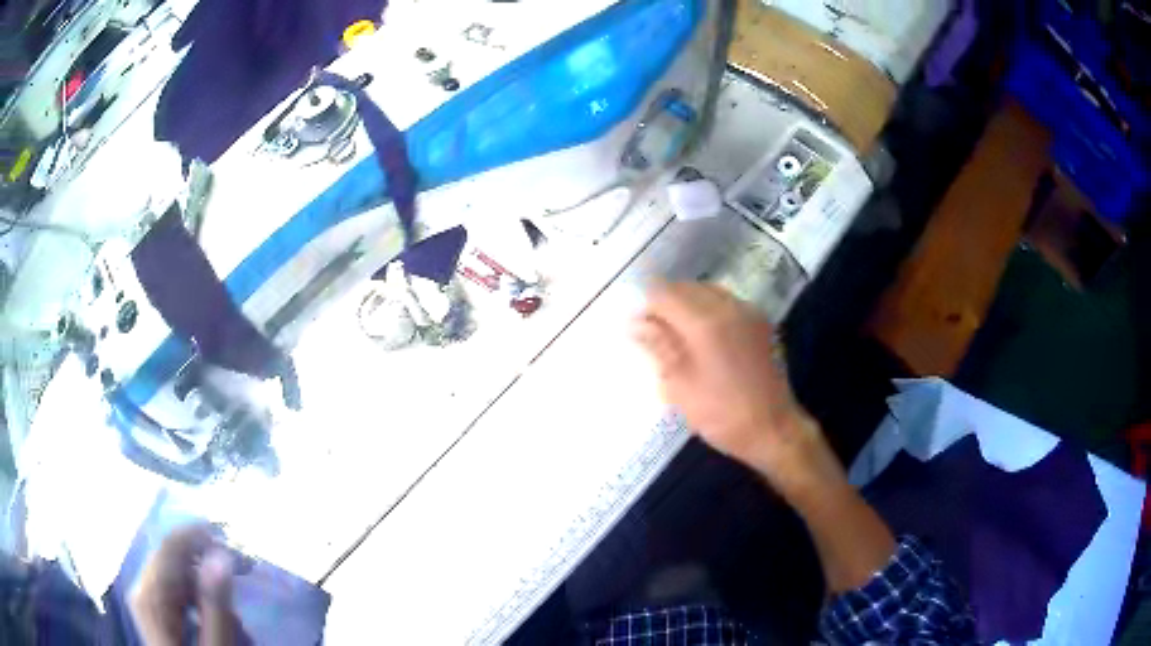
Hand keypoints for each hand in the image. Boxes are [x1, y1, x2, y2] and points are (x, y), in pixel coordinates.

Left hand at [131, 524, 244, 645]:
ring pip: (177, 577)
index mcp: (149, 596)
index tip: (234, 539)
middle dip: (208, 564)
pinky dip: (199, 600)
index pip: (170, 547)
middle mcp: (141, 590)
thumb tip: (222, 557)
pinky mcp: (154, 613)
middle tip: (246, 571)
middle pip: (174, 560)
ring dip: (207, 587)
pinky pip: (176, 593)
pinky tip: (218, 618)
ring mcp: (146, 601)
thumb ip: (216, 607)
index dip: (200, 535)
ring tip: (237, 612)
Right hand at [633, 283, 844, 501]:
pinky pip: (727, 302)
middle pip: (687, 287)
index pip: (664, 294)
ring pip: (707, 291)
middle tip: (654, 334)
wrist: (773, 429)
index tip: (637, 328)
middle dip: (666, 303)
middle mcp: (728, 306)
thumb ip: (659, 347)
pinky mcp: (760, 323)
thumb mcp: (680, 386)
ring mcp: (748, 312)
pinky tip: (705, 338)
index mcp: (705, 322)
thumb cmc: (722, 415)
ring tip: (678, 336)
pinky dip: (709, 310)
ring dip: (688, 305)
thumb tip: (635, 323)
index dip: (646, 307)